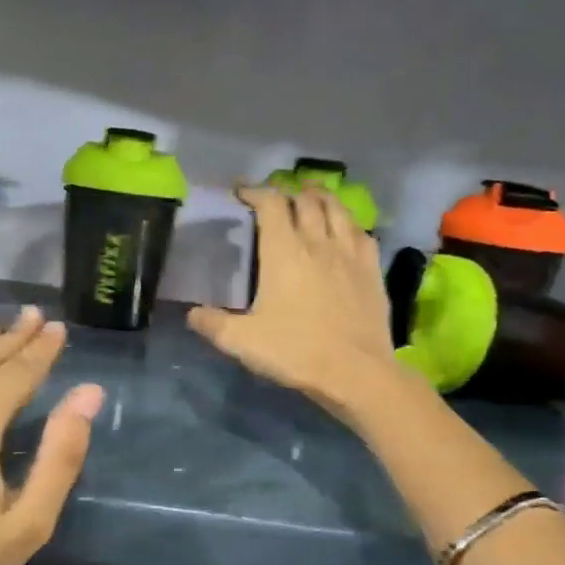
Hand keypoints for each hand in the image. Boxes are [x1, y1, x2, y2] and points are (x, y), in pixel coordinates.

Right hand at [188, 185, 400, 417]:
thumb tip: (192, 314)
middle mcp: (318, 242)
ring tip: (311, 195)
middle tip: (276, 196)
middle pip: (306, 200)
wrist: (355, 372)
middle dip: (288, 191)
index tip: (241, 192)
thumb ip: (213, 324)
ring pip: (338, 209)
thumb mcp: (242, 341)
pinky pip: (362, 233)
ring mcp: (350, 253)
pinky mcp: (373, 270)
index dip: (255, 192)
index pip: (271, 204)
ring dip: (321, 197)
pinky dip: (349, 223)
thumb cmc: (295, 351)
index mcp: (284, 251)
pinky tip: (346, 229)